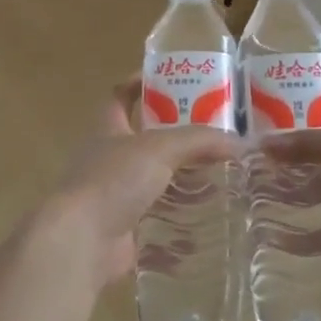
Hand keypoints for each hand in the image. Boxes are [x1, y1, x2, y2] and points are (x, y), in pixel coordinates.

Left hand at [41, 78, 241, 287]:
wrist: (82, 240)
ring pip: (152, 182)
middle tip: (211, 135)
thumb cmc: (114, 179)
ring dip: (180, 181)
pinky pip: (156, 222)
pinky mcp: (122, 230)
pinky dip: (179, 223)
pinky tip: (206, 222)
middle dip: (174, 138)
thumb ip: (198, 141)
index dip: (140, 83)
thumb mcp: (160, 148)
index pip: (120, 95)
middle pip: (142, 141)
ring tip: (218, 178)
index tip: (170, 79)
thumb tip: (239, 142)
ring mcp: (113, 196)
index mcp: (108, 129)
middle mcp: (107, 159)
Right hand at [259, 101, 320, 282]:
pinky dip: (298, 239)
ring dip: (285, 197)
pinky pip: (320, 236)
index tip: (259, 121)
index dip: (294, 115)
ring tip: (246, 199)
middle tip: (242, 164)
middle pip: (313, 157)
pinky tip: (269, 238)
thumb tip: (263, 144)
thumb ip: (312, 144)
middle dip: (283, 161)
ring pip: (312, 195)